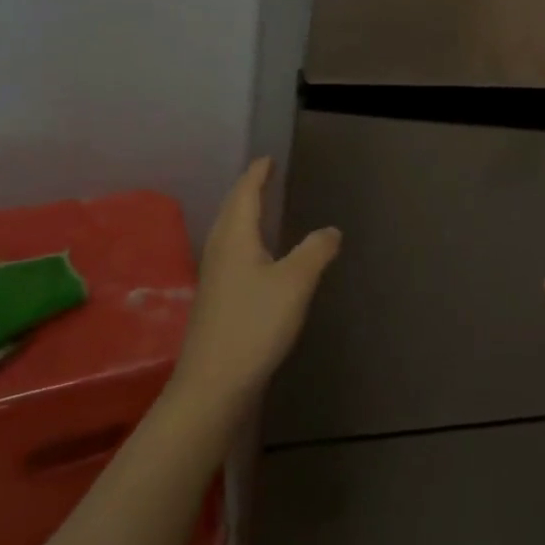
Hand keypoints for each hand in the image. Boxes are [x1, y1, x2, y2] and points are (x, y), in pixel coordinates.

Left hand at [172, 157, 339, 415]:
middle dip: (248, 190)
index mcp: (235, 237)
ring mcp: (214, 277)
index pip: (245, 193)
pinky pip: (231, 253)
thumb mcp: (295, 283)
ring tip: (261, 208)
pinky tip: (257, 256)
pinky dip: (245, 240)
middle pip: (232, 210)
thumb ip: (315, 251)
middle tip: (265, 176)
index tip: (268, 159)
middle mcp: (219, 250)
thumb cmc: (254, 324)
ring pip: (229, 233)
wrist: (213, 385)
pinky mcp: (216, 300)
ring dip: (244, 215)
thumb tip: (331, 230)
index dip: (257, 174)